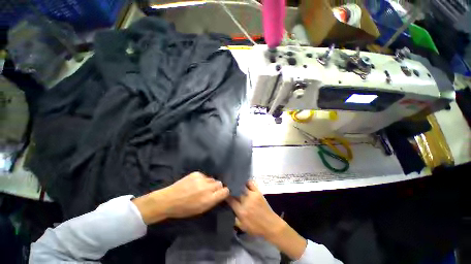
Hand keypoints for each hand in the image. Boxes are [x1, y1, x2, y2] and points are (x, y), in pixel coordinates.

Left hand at [133, 172, 228, 224]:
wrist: (168, 200)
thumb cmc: (184, 209)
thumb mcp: (201, 210)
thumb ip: (212, 201)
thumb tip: (220, 193)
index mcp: (209, 200)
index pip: (225, 191)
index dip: (224, 192)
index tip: (221, 193)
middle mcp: (207, 188)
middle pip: (220, 183)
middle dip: (217, 187)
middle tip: (210, 190)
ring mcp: (201, 179)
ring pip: (212, 179)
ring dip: (209, 183)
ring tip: (201, 187)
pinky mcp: (196, 173)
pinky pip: (204, 176)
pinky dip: (202, 179)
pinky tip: (195, 183)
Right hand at [227, 181, 306, 259]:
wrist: (271, 225)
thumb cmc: (256, 228)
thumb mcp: (242, 227)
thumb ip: (234, 217)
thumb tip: (230, 208)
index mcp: (241, 211)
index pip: (230, 199)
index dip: (225, 194)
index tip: (223, 191)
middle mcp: (245, 201)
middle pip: (235, 191)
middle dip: (230, 187)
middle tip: (227, 185)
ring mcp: (252, 195)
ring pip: (242, 186)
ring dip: (237, 183)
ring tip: (234, 181)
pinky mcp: (258, 192)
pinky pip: (251, 183)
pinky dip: (246, 181)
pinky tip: (243, 180)